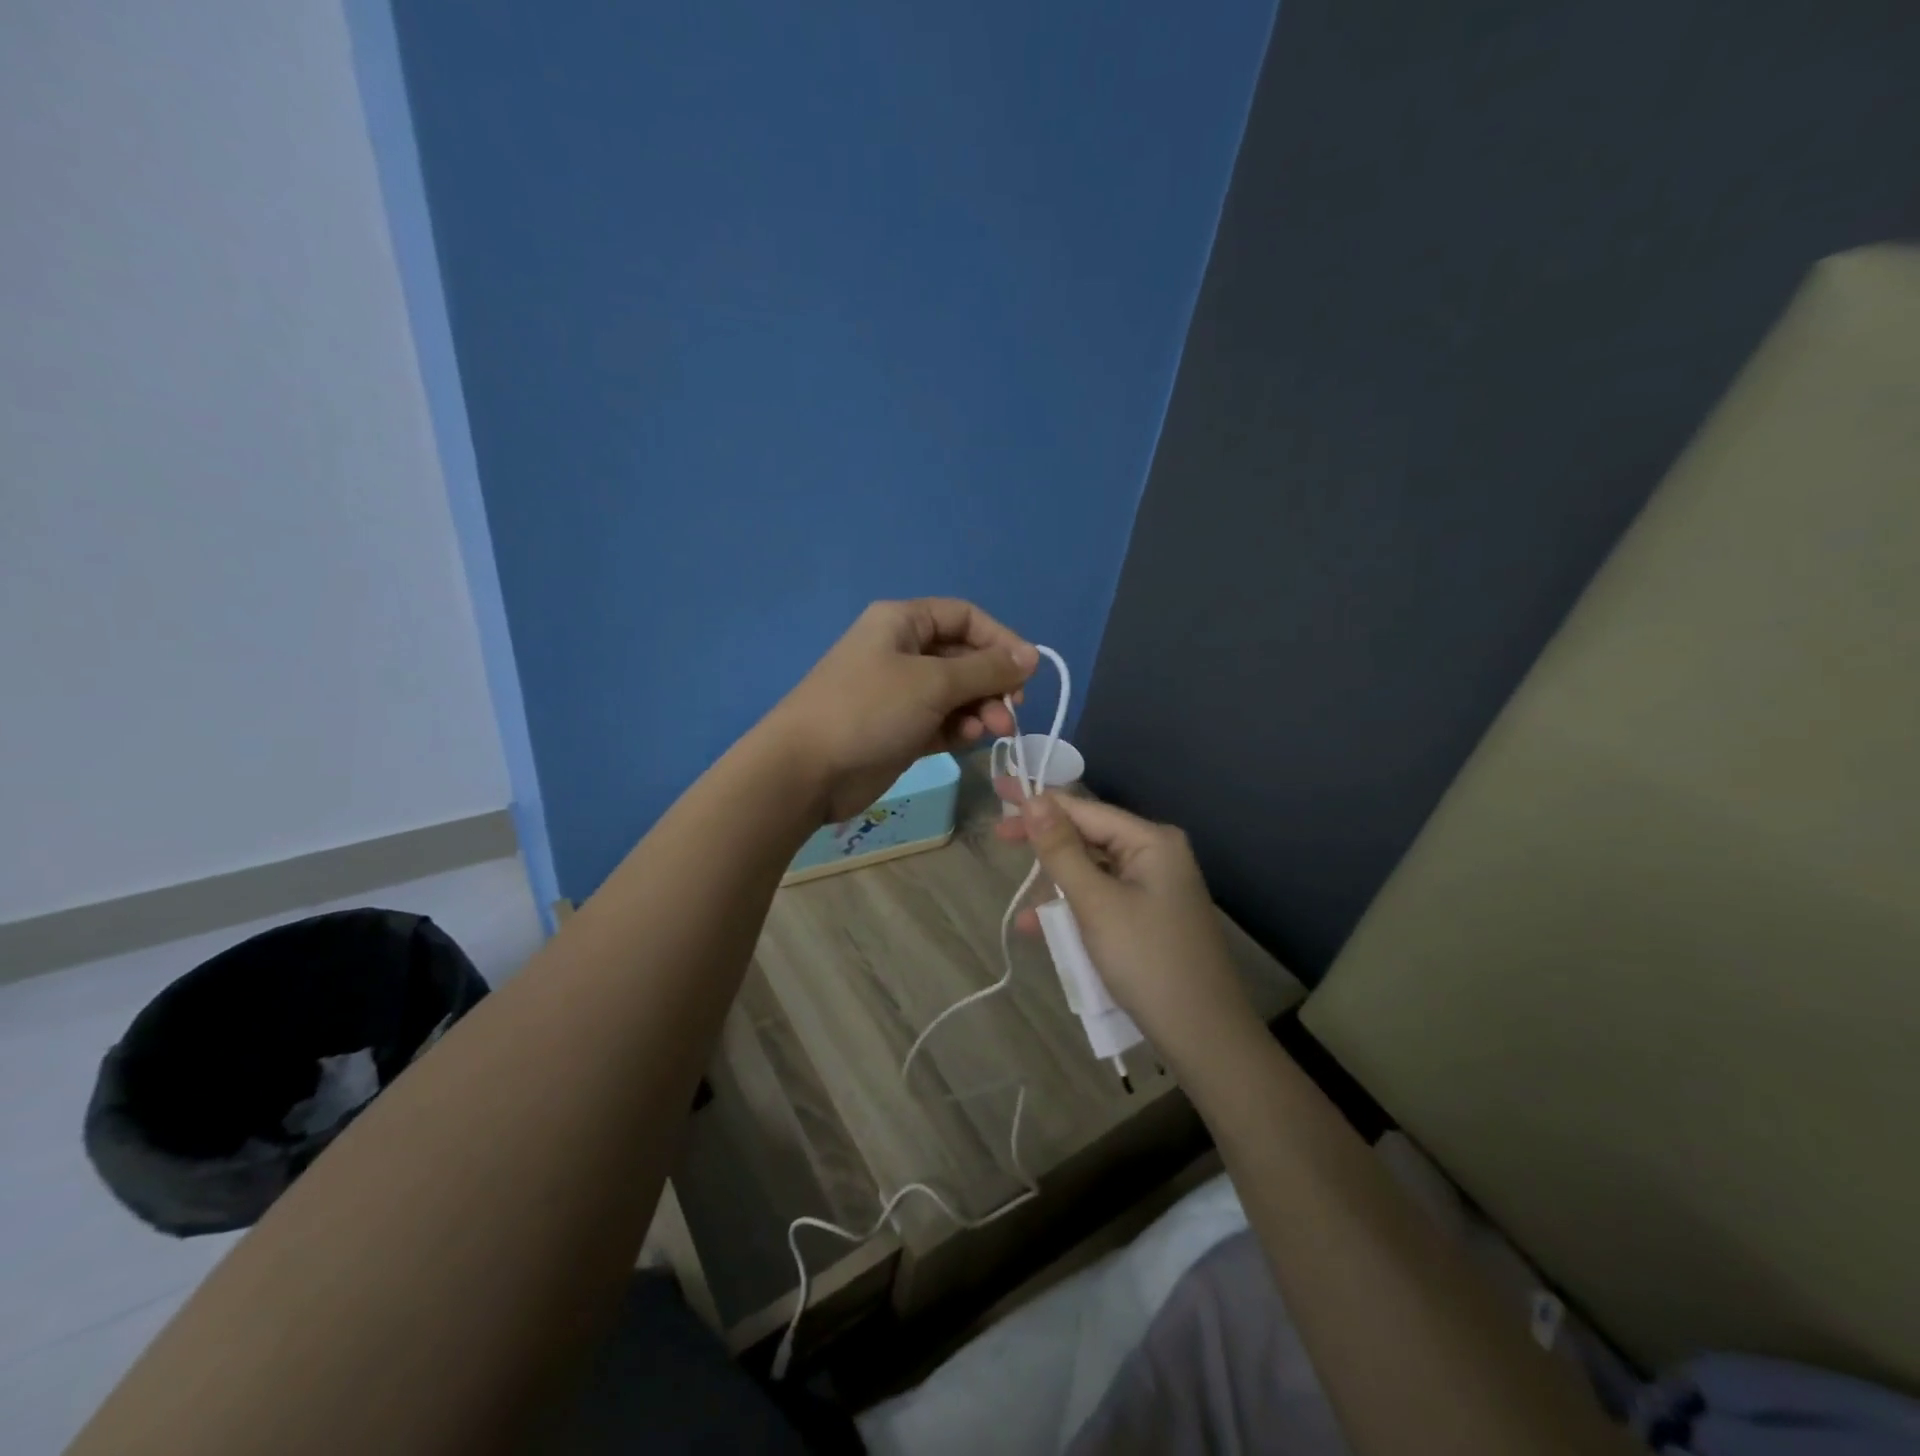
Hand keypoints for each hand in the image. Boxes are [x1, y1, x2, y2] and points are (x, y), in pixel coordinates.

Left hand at [768, 599, 1037, 823]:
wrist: (806, 770)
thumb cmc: (869, 710)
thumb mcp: (933, 682)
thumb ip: (986, 669)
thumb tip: (1031, 656)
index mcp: (902, 622)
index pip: (964, 617)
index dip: (1000, 640)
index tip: (1027, 671)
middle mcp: (902, 652)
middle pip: (964, 657)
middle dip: (992, 683)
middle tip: (1012, 711)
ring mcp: (900, 693)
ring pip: (956, 694)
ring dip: (981, 710)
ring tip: (993, 731)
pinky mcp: (900, 730)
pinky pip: (942, 722)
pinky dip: (959, 729)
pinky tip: (968, 741)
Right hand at [997, 794, 1261, 1065]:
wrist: (1203, 1036)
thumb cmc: (1147, 960)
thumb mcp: (1096, 902)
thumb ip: (1061, 850)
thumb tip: (1033, 800)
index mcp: (1151, 841)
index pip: (1085, 809)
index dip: (1039, 801)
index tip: (999, 792)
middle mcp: (1156, 855)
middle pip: (1088, 836)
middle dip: (1045, 844)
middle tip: (999, 837)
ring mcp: (1155, 887)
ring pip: (1092, 871)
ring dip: (1056, 885)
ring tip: (1023, 904)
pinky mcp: (1149, 917)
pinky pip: (1103, 898)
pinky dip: (1074, 909)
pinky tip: (1042, 928)